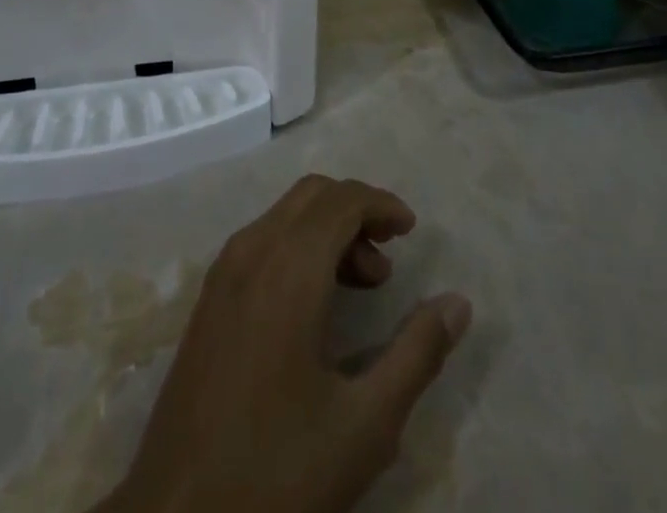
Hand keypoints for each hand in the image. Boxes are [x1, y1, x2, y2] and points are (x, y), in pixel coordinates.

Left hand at [98, 175, 472, 512]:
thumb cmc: (277, 470)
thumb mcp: (365, 424)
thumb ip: (417, 354)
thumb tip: (458, 303)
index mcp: (288, 269)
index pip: (341, 200)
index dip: (381, 204)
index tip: (411, 231)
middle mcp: (251, 252)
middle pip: (312, 196)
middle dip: (356, 212)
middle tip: (388, 259)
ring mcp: (223, 273)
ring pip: (284, 216)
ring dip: (327, 230)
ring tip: (362, 285)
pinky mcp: (208, 300)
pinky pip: (261, 242)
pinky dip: (297, 247)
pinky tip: (315, 305)